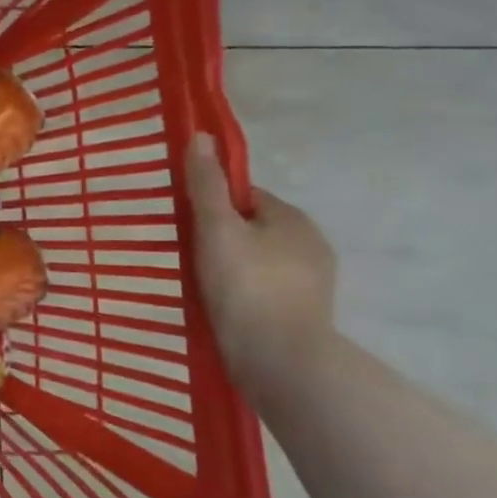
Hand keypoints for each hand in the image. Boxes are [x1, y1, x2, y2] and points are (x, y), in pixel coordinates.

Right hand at [184, 132, 337, 395]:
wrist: (280, 362)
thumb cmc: (246, 287)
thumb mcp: (216, 229)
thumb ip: (206, 185)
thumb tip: (200, 136)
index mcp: (293, 218)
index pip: (245, 196)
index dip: (212, 204)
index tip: (185, 222)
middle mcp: (310, 244)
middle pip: (251, 228)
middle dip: (220, 236)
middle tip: (185, 254)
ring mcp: (310, 283)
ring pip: (257, 260)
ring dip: (230, 266)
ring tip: (198, 284)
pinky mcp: (303, 314)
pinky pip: (263, 289)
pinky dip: (241, 293)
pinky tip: (220, 306)